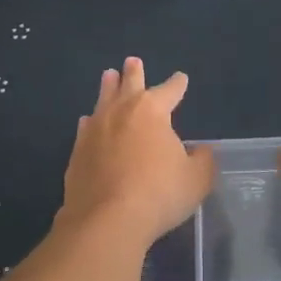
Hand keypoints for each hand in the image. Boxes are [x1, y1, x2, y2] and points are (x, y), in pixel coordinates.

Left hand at [58, 58, 215, 244]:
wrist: (107, 219)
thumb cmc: (159, 193)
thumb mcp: (196, 179)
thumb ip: (202, 161)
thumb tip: (201, 151)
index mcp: (152, 111)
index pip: (169, 91)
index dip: (177, 84)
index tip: (181, 78)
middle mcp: (121, 112)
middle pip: (128, 84)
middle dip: (133, 73)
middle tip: (132, 61)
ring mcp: (95, 130)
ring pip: (102, 100)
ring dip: (107, 88)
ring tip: (108, 76)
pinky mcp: (77, 152)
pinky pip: (86, 128)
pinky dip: (91, 122)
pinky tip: (88, 122)